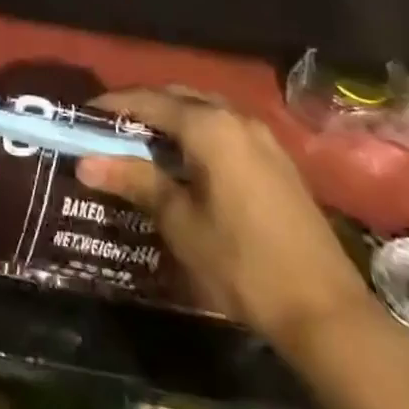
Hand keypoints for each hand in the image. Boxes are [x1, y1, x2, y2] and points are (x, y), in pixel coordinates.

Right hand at [76, 89, 376, 349]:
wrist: (325, 311)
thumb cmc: (242, 264)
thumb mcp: (180, 223)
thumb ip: (135, 181)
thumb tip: (85, 162)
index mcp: (209, 126)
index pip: (148, 100)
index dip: (113, 105)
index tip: (83, 116)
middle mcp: (235, 117)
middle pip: (177, 97)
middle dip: (141, 108)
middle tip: (109, 131)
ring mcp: (261, 137)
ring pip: (203, 111)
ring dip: (170, 120)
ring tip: (141, 145)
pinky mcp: (276, 159)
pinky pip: (224, 129)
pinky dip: (196, 134)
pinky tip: (184, 163)